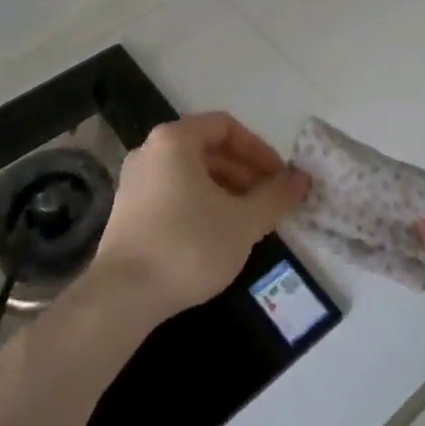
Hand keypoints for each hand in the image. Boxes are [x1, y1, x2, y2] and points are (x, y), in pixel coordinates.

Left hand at [92, 113, 309, 321]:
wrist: (122, 298)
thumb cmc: (188, 246)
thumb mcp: (243, 221)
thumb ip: (276, 196)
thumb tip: (302, 179)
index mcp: (175, 140)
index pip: (226, 127)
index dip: (258, 149)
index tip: (279, 177)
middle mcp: (150, 151)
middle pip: (208, 149)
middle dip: (244, 172)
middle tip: (269, 200)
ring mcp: (134, 182)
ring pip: (191, 174)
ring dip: (226, 190)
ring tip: (249, 220)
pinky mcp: (127, 212)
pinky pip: (174, 193)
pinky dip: (201, 204)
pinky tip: (218, 235)